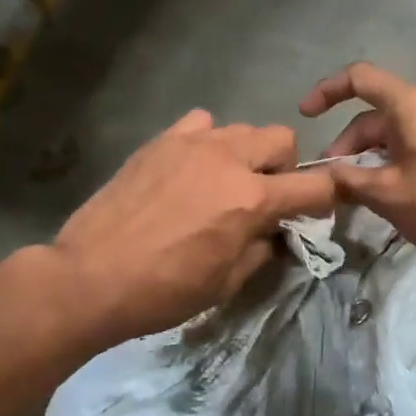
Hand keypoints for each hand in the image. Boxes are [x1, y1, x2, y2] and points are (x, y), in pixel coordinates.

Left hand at [50, 110, 336, 344]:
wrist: (90, 277)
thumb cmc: (163, 291)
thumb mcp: (226, 283)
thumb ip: (262, 250)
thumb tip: (275, 234)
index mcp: (252, 199)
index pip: (315, 185)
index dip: (325, 199)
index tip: (315, 213)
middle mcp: (229, 160)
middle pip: (282, 139)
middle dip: (285, 168)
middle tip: (264, 198)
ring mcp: (192, 144)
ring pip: (242, 129)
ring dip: (246, 154)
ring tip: (223, 183)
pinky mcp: (160, 141)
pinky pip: (201, 123)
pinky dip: (208, 141)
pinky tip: (191, 168)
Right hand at [298, 63, 415, 267]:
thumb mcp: (386, 195)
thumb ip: (347, 180)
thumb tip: (322, 176)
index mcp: (412, 104)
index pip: (360, 78)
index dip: (327, 91)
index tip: (306, 115)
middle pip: (377, 112)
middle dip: (349, 142)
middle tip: (333, 178)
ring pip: (398, 128)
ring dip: (372, 152)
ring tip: (358, 187)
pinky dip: (397, 154)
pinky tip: (390, 185)